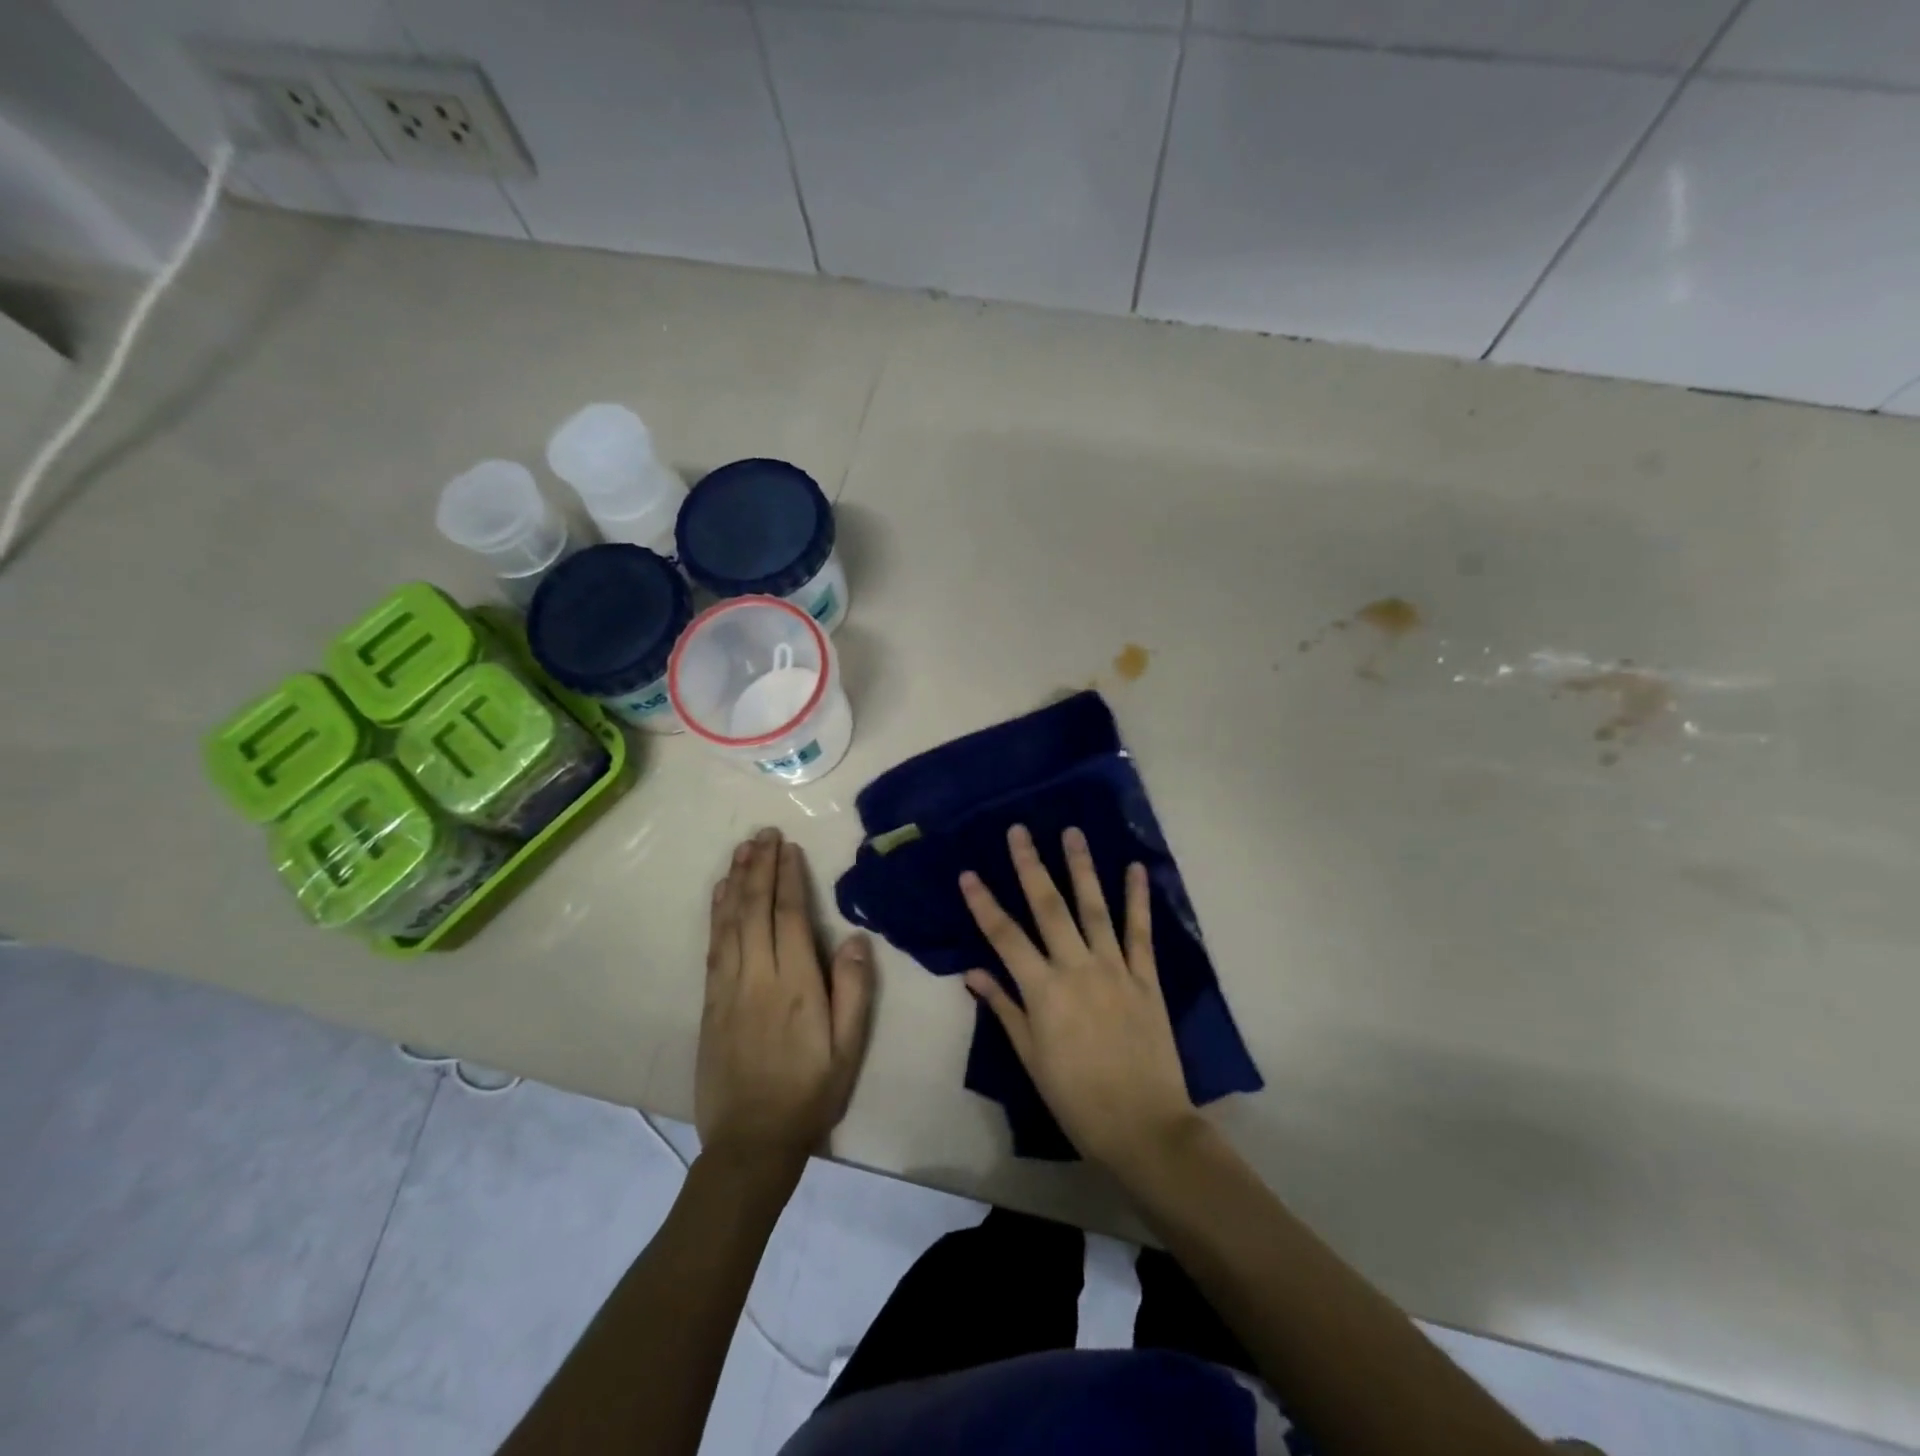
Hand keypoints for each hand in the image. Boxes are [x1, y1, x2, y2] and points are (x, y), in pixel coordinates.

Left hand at [698, 828, 874, 1176]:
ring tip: (742, 849)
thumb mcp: (848, 1048)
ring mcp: (729, 988)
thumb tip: (857, 938)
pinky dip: (716, 915)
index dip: (789, 878)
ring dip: (735, 882)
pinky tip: (720, 894)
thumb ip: (854, 991)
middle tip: (763, 833)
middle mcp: (758, 977)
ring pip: (730, 922)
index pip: (791, 917)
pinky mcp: (710, 1003)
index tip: (788, 847)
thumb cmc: (810, 1093)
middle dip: (759, 867)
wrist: (752, 1142)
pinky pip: (713, 947)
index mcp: (796, 985)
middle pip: (756, 909)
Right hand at [960, 824, 1197, 1175]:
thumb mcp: (1031, 1059)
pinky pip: (1140, 931)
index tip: (968, 874)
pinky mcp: (1146, 978)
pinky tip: (1136, 869)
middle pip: (1048, 908)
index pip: (1004, 936)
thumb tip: (973, 972)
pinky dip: (1137, 899)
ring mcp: (1114, 969)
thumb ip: (1005, 1009)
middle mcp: (1076, 968)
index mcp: (1043, 991)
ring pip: (1094, 908)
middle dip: (1030, 866)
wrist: (1144, 1127)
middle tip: (1019, 831)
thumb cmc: (1077, 1099)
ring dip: (1081, 867)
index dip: (984, 903)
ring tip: (1072, 832)